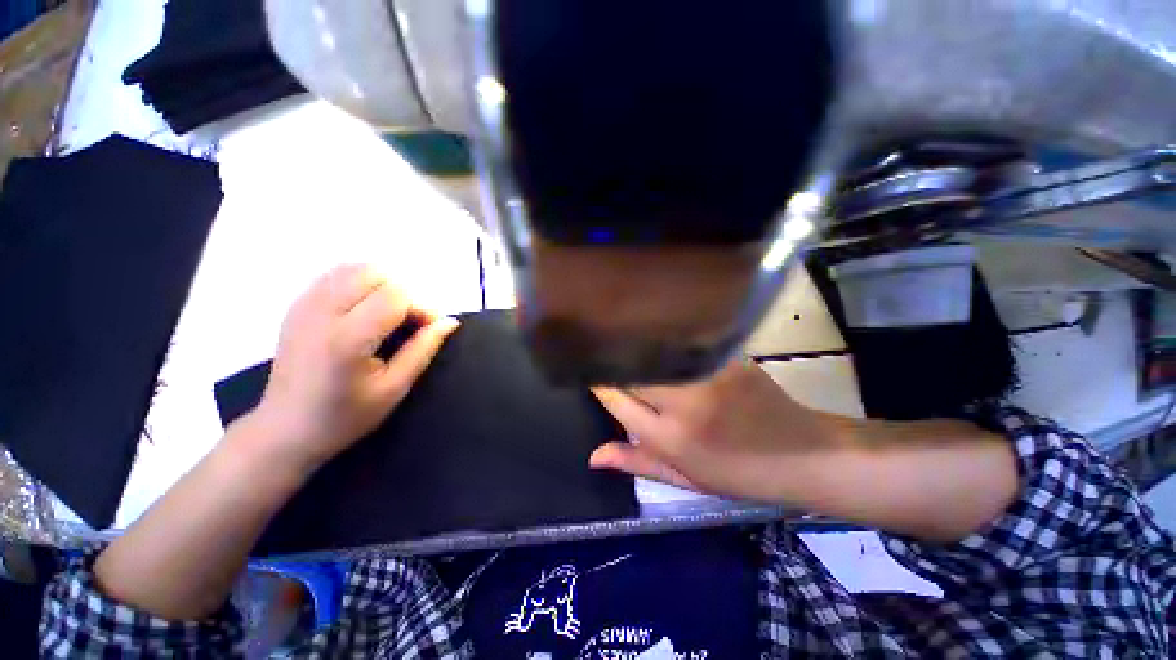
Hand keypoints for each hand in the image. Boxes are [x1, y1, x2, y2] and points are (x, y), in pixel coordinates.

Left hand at [249, 264, 458, 472]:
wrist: (285, 428)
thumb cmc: (345, 415)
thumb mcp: (394, 388)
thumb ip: (423, 349)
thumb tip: (449, 321)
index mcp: (347, 338)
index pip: (396, 295)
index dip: (421, 307)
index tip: (427, 329)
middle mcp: (322, 312)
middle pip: (375, 273)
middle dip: (402, 293)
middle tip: (407, 322)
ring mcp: (304, 305)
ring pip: (354, 268)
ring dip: (381, 285)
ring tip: (387, 315)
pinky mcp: (297, 305)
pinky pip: (335, 275)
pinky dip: (359, 284)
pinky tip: (363, 311)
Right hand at [591, 359, 845, 502]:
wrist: (803, 454)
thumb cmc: (739, 474)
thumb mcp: (685, 478)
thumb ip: (636, 462)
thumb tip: (593, 456)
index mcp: (671, 438)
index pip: (616, 400)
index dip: (598, 383)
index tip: (588, 371)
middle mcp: (683, 403)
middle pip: (630, 371)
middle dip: (611, 362)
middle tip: (600, 354)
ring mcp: (707, 375)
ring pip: (653, 352)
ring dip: (635, 347)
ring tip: (622, 342)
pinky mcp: (726, 357)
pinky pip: (682, 344)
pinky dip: (664, 340)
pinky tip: (656, 336)